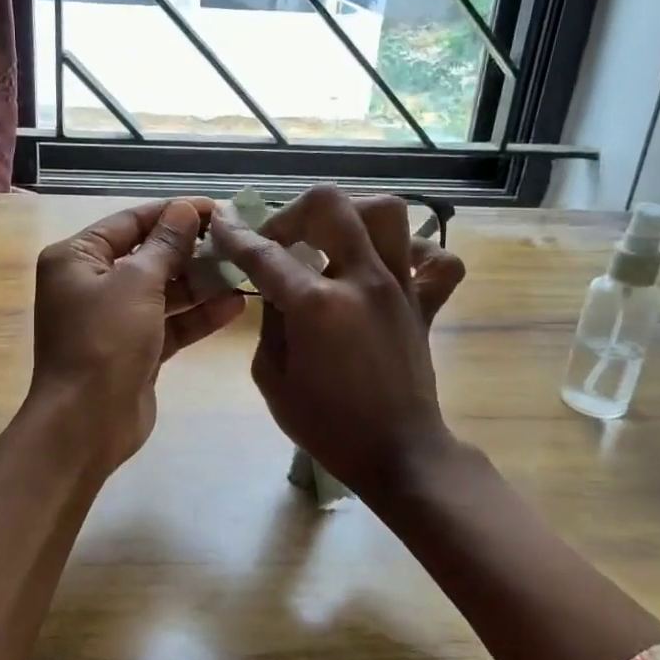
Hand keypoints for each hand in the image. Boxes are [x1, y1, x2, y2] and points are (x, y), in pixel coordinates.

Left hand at [30, 197, 246, 471]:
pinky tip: (235, 305)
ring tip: (242, 269)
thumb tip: (185, 209)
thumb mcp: (136, 284)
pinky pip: (169, 323)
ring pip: (163, 291)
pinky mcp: (135, 349)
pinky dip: (197, 316)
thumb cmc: (104, 341)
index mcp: (77, 258)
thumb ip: (165, 245)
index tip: (216, 208)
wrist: (87, 423)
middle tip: (236, 240)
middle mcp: (91, 284)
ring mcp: (114, 319)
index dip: (173, 213)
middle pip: (148, 255)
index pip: (130, 222)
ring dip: (200, 283)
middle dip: (190, 249)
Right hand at [210, 185, 466, 503]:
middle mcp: (362, 281)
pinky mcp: (425, 304)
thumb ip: (270, 322)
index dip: (236, 235)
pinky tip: (390, 265)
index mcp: (316, 305)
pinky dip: (415, 252)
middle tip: (281, 239)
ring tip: (332, 239)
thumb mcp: (272, 377)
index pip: (266, 253)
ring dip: (351, 216)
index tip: (222, 224)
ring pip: (387, 214)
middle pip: (330, 206)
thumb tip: (277, 288)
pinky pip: (437, 260)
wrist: (397, 454)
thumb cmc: (326, 424)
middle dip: (293, 212)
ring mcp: (400, 288)